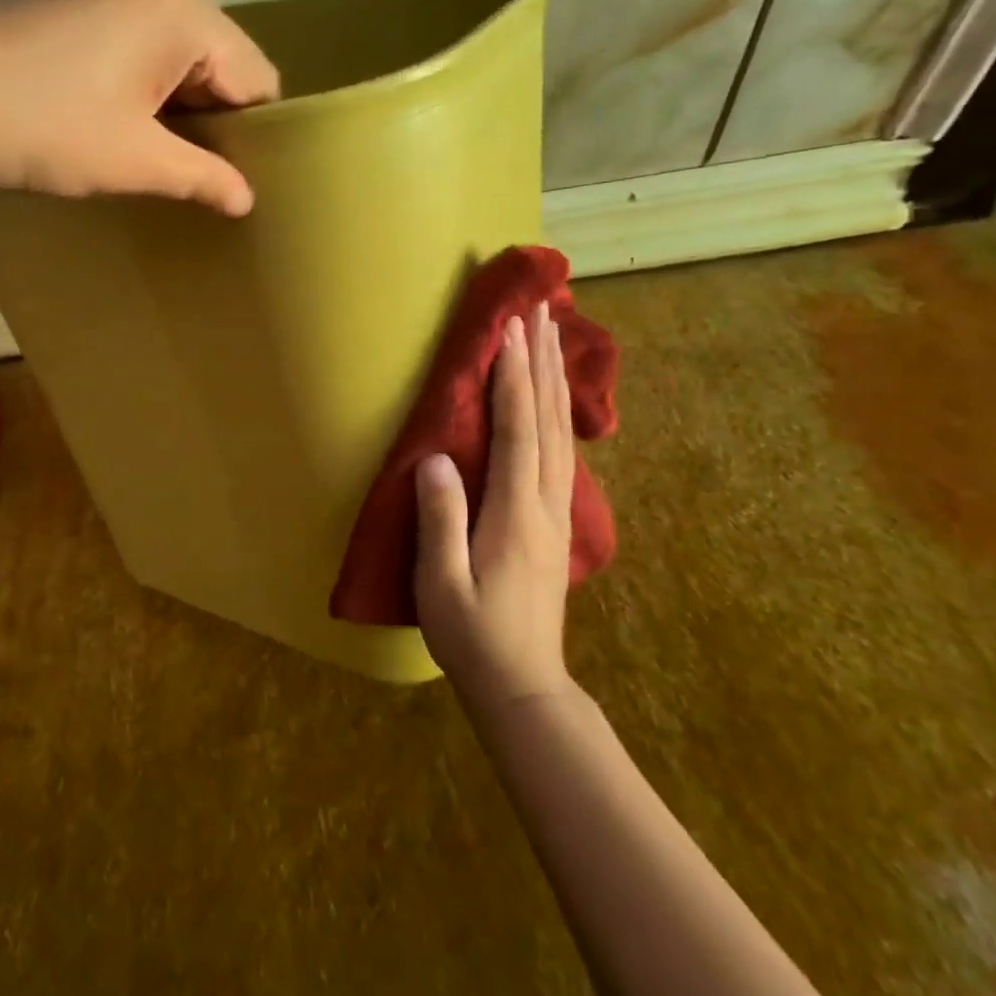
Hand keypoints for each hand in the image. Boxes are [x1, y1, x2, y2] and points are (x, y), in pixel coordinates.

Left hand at [0, 0, 279, 214]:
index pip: (257, 77)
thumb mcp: (134, 161)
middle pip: (220, 59)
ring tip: (156, 155)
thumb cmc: (42, 128)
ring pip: (178, 53)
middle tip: (197, 176)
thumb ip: (203, 177)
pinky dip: (144, 83)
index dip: (255, 135)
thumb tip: (247, 199)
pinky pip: (139, 42)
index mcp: (185, 11)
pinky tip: (117, 121)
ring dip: (177, 104)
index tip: (237, 180)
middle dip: (215, 118)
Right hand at [415, 306, 577, 711]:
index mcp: (515, 514)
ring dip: (555, 380)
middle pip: (549, 420)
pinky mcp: (554, 521)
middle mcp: (545, 503)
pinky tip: (554, 399)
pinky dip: (559, 412)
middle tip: (542, 311)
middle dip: (544, 362)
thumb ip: (439, 519)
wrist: (524, 683)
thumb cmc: (473, 636)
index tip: (509, 329)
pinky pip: (562, 451)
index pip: (518, 431)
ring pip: (561, 433)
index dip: (513, 378)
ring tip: (553, 337)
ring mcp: (556, 512)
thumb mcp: (441, 584)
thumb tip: (434, 458)